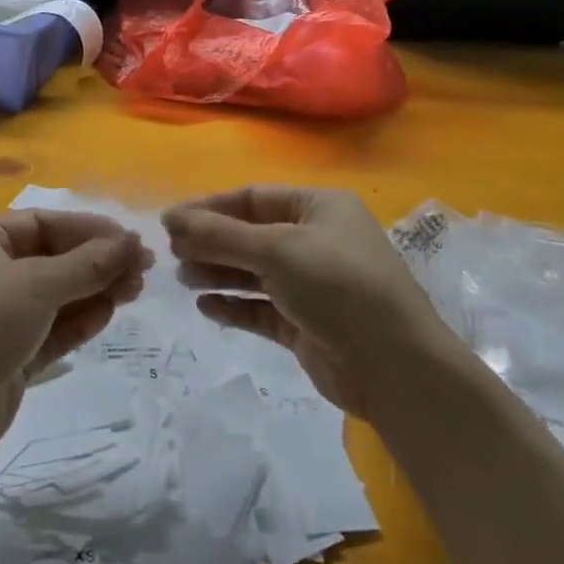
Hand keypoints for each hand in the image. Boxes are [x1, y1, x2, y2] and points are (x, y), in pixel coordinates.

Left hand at [0, 211, 148, 454]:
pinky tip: (110, 313)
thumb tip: (135, 241)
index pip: (43, 224)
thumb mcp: (37, 284)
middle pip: (54, 258)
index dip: (88, 229)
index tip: (129, 240)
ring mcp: (1, 316)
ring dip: (95, 290)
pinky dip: (81, 319)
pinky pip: (53, 328)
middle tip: (142, 269)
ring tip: (135, 290)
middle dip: (98, 262)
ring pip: (58, 294)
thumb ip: (89, 263)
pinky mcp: (12, 353)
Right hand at [164, 186, 441, 416]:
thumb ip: (220, 235)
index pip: (254, 198)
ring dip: (219, 272)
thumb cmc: (337, 285)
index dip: (210, 208)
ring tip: (182, 278)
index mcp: (320, 207)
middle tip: (171, 253)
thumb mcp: (276, 249)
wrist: (393, 366)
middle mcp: (317, 240)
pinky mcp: (307, 325)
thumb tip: (171, 218)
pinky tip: (206, 307)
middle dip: (212, 242)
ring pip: (255, 272)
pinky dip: (235, 305)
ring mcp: (313, 285)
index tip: (169, 222)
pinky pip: (262, 308)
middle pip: (252, 234)